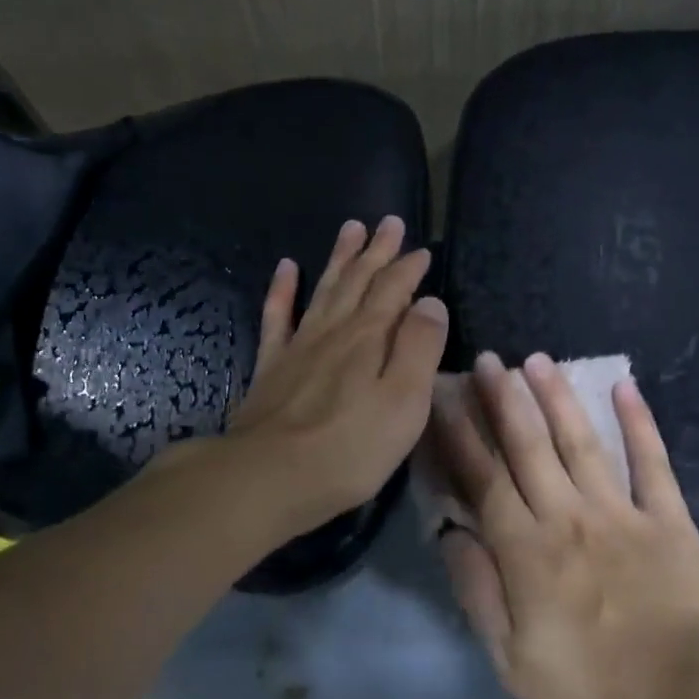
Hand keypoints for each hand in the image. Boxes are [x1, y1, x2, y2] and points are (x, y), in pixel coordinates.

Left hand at [223, 216, 447, 536]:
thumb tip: (430, 302)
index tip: (422, 249)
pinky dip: (282, 290)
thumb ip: (420, 349)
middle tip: (389, 222)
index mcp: (369, 338)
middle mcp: (334, 331)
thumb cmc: (350, 448)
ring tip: (350, 228)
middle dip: (377, 251)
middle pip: (359, 281)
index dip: (409, 268)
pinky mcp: (271, 367)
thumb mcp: (404, 402)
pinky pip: (277, 317)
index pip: (394, 291)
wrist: (268, 476)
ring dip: (340, 259)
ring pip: (324, 289)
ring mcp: (299, 346)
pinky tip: (286, 267)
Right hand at [432, 351, 698, 698]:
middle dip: (503, 400)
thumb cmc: (590, 694)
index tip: (443, 398)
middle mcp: (568, 516)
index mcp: (527, 551)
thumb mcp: (511, 662)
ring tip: (537, 361)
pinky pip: (652, 461)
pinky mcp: (668, 518)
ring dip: (557, 397)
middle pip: (528, 447)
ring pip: (581, 441)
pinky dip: (639, 421)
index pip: (483, 479)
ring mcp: (622, 512)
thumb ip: (477, 593)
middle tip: (488, 360)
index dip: (459, 436)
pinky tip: (625, 386)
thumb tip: (451, 534)